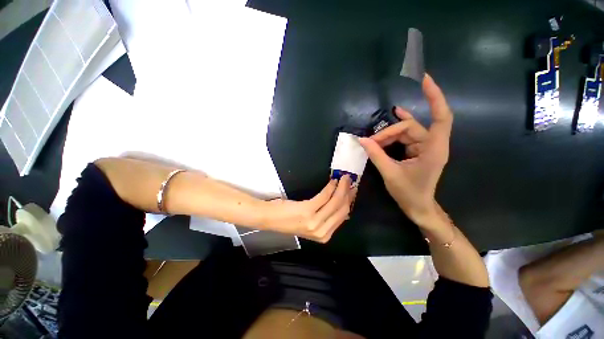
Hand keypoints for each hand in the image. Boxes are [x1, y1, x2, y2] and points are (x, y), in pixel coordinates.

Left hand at [260, 176, 355, 242]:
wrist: (269, 218)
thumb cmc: (289, 219)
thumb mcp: (311, 223)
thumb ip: (326, 217)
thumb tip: (340, 203)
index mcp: (324, 236)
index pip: (343, 216)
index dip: (349, 201)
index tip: (352, 190)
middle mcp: (322, 232)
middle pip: (342, 209)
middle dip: (347, 192)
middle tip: (349, 180)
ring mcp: (315, 223)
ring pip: (335, 202)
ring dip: (341, 187)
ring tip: (343, 177)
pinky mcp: (308, 211)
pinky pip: (324, 196)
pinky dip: (330, 187)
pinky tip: (332, 181)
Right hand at [358, 74, 452, 225]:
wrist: (418, 206)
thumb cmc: (409, 193)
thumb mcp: (390, 173)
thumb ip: (376, 155)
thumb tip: (362, 140)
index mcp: (433, 149)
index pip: (440, 117)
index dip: (434, 97)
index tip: (425, 79)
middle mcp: (432, 145)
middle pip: (411, 128)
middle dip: (389, 132)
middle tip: (370, 142)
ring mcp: (424, 147)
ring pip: (406, 133)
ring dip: (388, 135)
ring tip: (372, 142)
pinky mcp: (417, 151)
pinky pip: (405, 137)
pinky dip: (394, 134)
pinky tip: (386, 129)